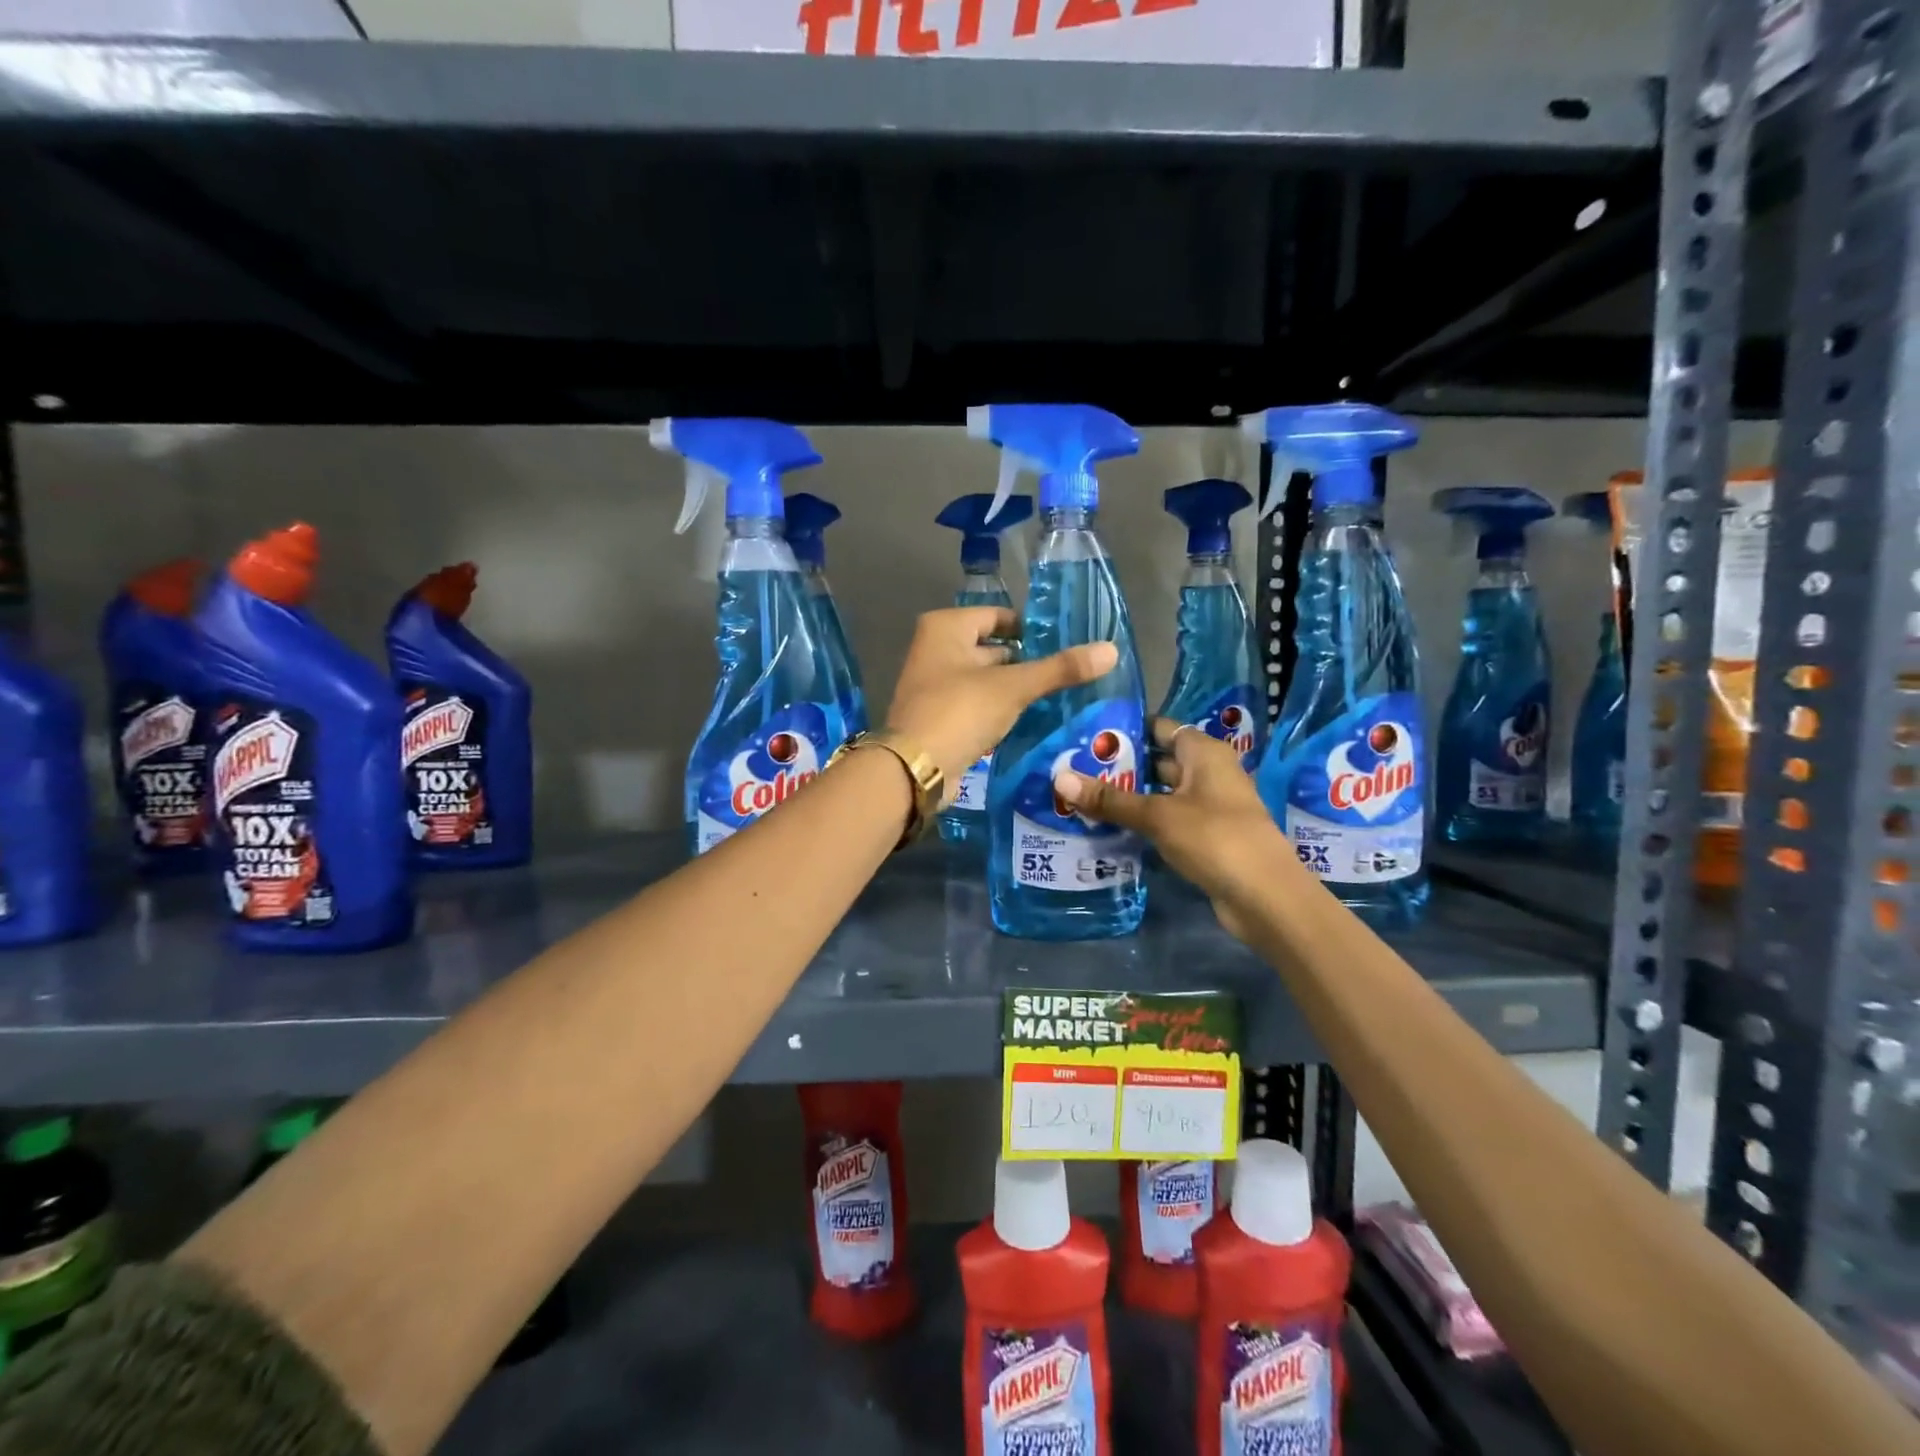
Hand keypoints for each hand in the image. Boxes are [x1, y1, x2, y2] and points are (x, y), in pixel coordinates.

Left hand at [885, 606, 1117, 803]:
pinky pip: (976, 704)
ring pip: (985, 678)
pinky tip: (1029, 718)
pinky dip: (998, 708)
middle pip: (991, 647)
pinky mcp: (938, 716)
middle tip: (1066, 671)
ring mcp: (933, 684)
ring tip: (1057, 695)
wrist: (915, 769)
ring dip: (1014, 687)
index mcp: (946, 627)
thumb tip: (1112, 650)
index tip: (1066, 642)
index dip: (1031, 627)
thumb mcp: (1013, 687)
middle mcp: (934, 649)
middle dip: (1026, 660)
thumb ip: (1060, 669)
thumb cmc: (960, 711)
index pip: (998, 616)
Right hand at [1052, 717, 1298, 939]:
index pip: (1161, 728)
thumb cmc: (1215, 838)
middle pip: (1159, 760)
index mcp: (1205, 753)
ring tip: (1083, 796)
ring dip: (1130, 796)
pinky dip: (1144, 821)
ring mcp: (1209, 807)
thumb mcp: (1157, 816)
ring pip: (1161, 793)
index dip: (1128, 728)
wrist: (1266, 897)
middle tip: (1075, 767)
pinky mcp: (1206, 837)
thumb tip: (1059, 778)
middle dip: (1122, 766)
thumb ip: (1110, 799)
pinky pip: (1168, 820)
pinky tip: (1110, 827)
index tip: (1088, 734)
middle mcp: (1209, 773)